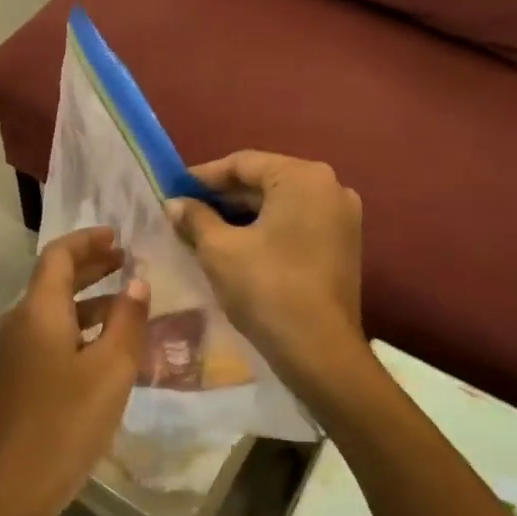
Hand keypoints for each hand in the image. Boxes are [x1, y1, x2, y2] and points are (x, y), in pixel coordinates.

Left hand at [0, 227, 149, 515]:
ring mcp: (12, 350)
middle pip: (53, 279)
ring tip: (127, 305)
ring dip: (88, 300)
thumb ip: (127, 321)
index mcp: (37, 310)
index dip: (88, 241)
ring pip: (52, 310)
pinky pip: (48, 335)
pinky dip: (77, 327)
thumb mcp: (111, 370)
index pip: (59, 255)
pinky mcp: (15, 376)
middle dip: (91, 266)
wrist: (11, 488)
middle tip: (127, 261)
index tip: (119, 237)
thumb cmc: (66, 422)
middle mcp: (18, 321)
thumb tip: (137, 282)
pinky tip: (104, 347)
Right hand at [168, 151, 366, 393]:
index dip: (203, 176)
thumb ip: (195, 218)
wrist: (320, 351)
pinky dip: (265, 228)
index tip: (173, 189)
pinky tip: (235, 244)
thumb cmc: (267, 290)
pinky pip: (295, 222)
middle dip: (223, 197)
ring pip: (280, 203)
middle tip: (184, 211)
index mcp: (302, 177)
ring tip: (202, 229)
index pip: (243, 163)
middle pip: (264, 181)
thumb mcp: (219, 250)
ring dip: (242, 214)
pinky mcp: (343, 243)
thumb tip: (174, 204)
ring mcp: (342, 216)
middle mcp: (330, 186)